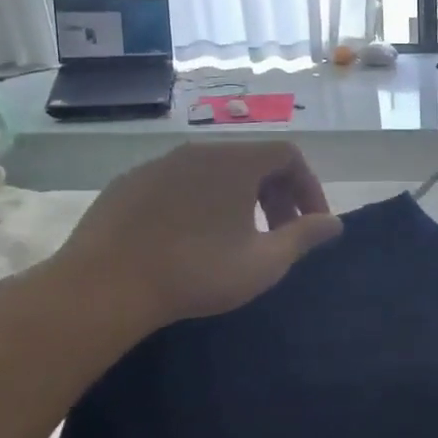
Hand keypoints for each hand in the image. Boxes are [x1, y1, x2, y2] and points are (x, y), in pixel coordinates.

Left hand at [39, 141, 341, 334]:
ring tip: (238, 239)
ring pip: (214, 172)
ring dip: (239, 199)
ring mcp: (158, 165)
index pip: (288, 155)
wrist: (103, 286)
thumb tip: (334, 223)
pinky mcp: (128, 184)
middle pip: (252, 161)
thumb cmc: (197, 271)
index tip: (310, 224)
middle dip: (276, 195)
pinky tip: (191, 240)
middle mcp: (198, 151)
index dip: (308, 187)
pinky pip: (179, 184)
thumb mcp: (264, 261)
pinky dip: (201, 202)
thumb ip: (304, 237)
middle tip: (280, 235)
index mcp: (235, 161)